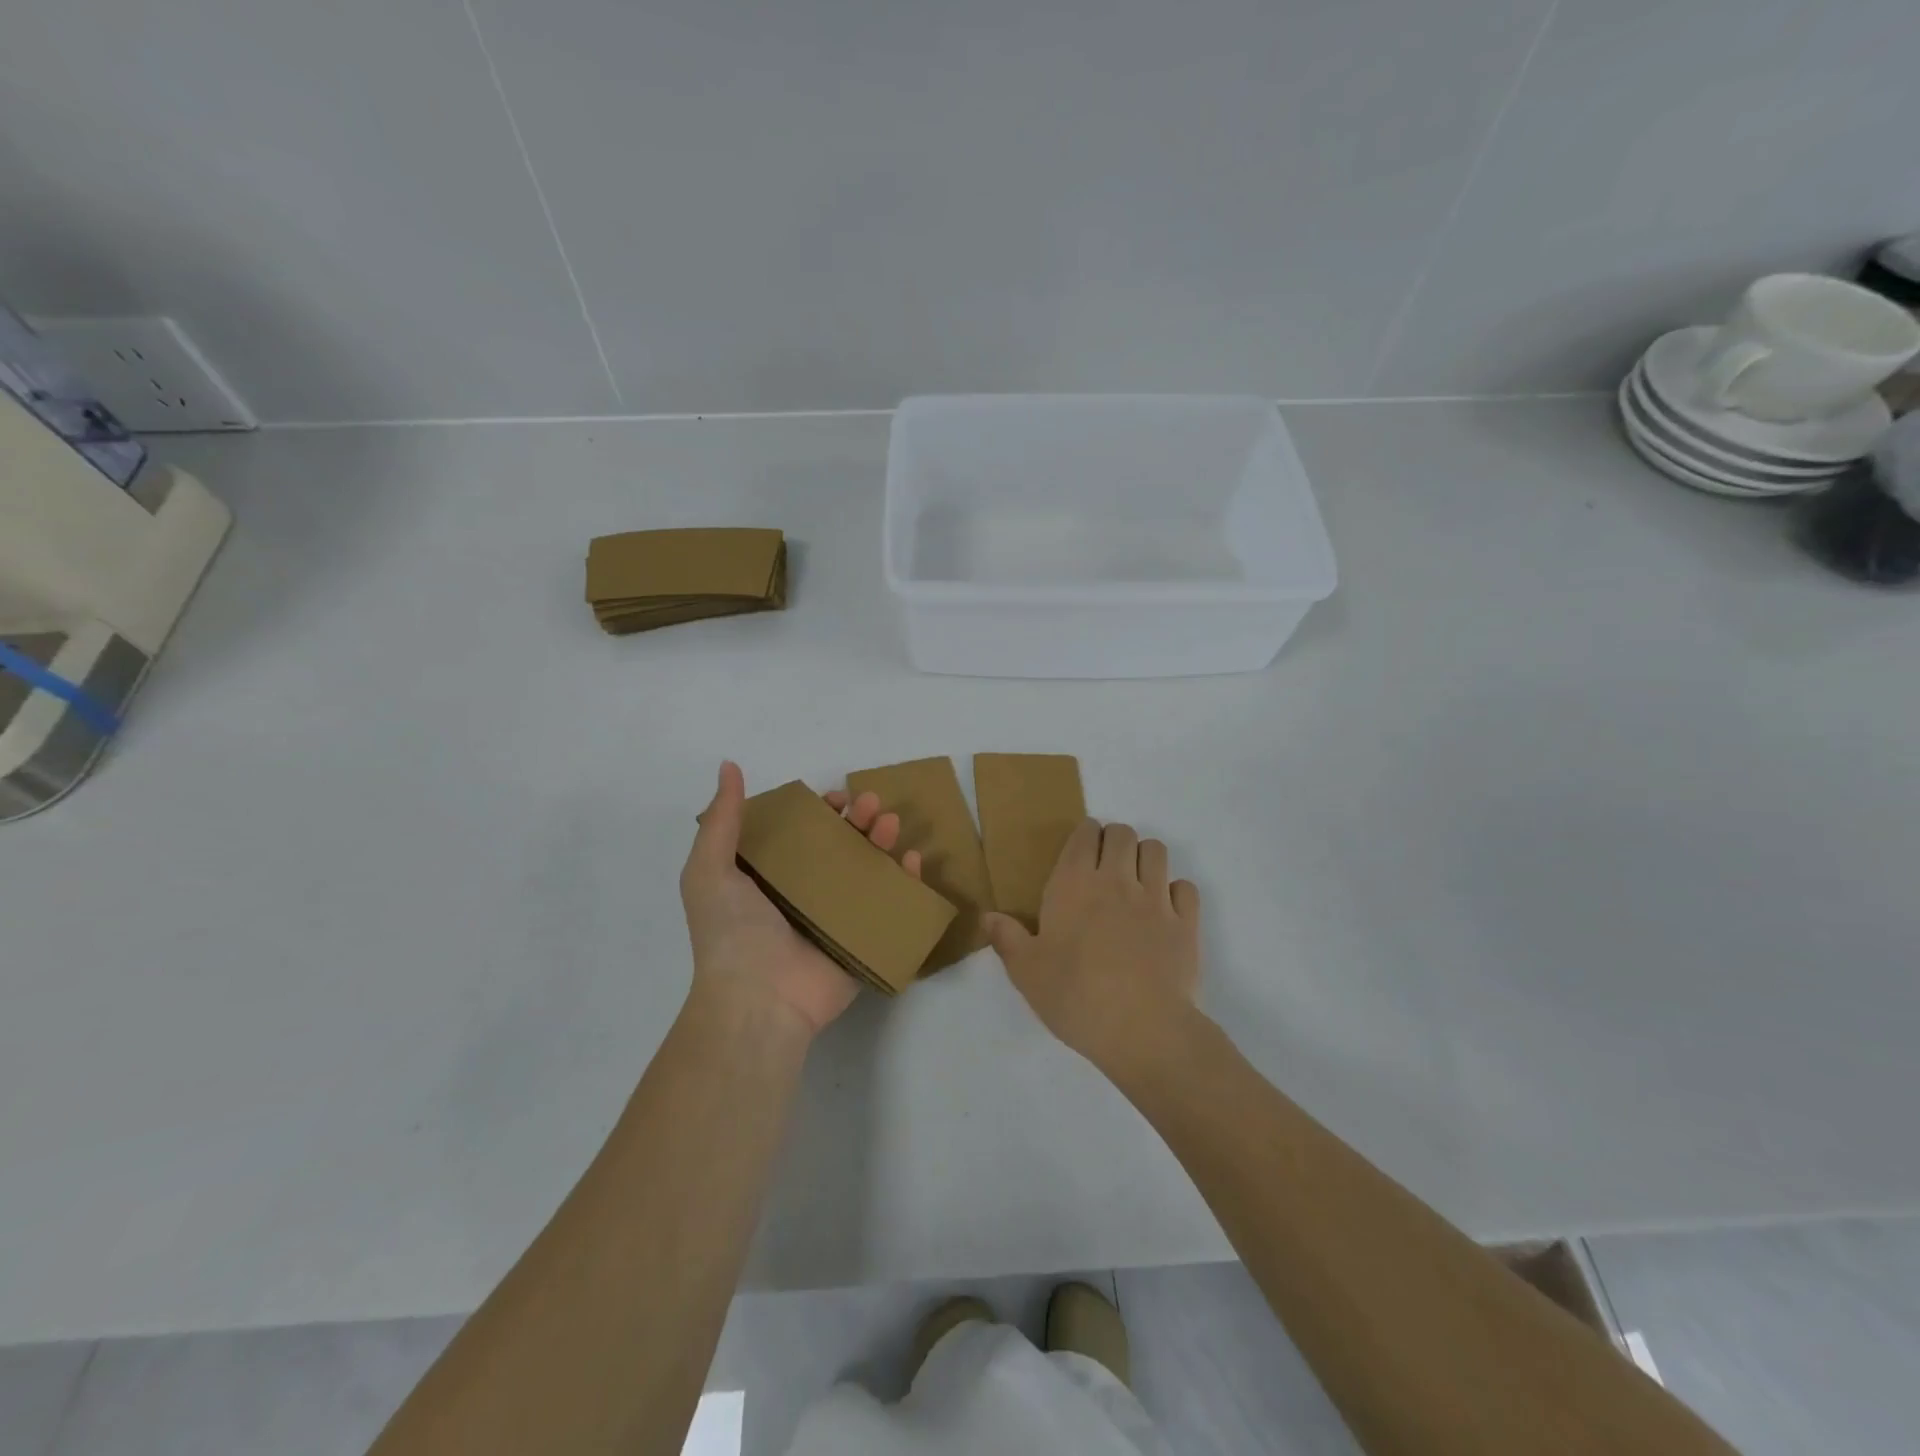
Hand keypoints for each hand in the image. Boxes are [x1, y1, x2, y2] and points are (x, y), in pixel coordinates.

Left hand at [680, 761, 922, 1037]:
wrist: (758, 999)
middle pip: (841, 848)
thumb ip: (722, 819)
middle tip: (872, 804)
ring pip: (869, 871)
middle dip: (859, 820)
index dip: (822, 812)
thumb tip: (728, 766)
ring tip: (891, 825)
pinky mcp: (863, 941)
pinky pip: (891, 907)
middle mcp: (805, 895)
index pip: (803, 834)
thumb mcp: (710, 869)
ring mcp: (837, 919)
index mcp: (771, 878)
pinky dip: (906, 883)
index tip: (836, 798)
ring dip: (883, 843)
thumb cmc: (732, 932)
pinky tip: (911, 861)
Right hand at [983, 818, 1201, 1078]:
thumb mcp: (1027, 973)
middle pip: (1123, 833)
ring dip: (1145, 858)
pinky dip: (1175, 892)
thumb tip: (988, 917)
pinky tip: (1165, 911)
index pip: (1085, 834)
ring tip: (1136, 883)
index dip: (1085, 836)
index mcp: (1074, 884)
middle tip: (1106, 867)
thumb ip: (1007, 939)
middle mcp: (1117, 880)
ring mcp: (1156, 898)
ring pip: (1156, 851)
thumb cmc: (1076, 997)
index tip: (1081, 852)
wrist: (1142, 1030)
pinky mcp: (1186, 922)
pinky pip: (1186, 887)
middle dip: (1115, 841)